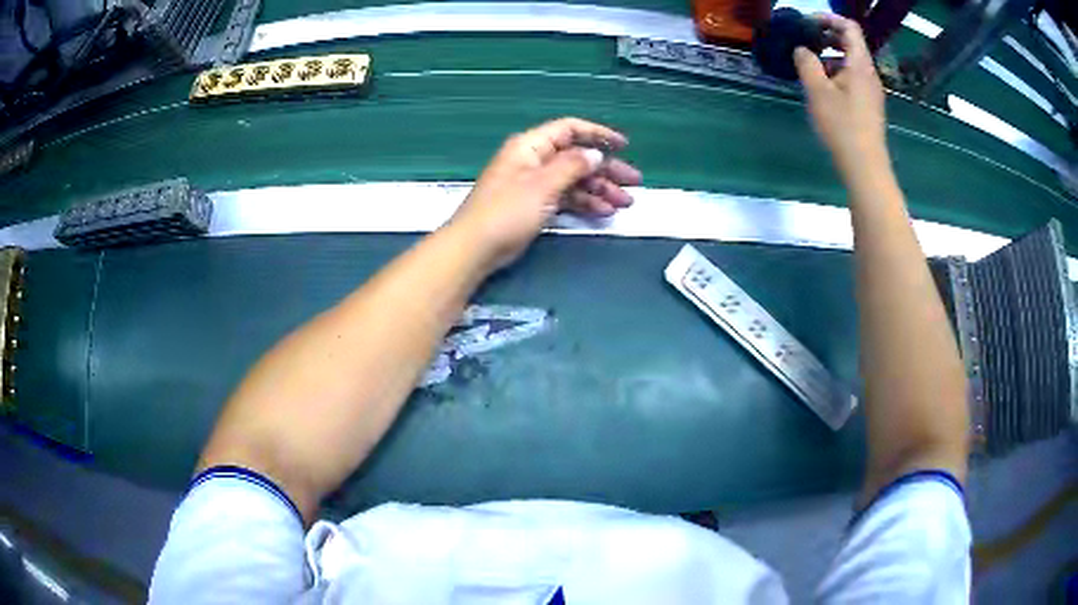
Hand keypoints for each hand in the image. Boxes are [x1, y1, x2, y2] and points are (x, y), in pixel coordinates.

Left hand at [449, 117, 641, 269]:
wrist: (475, 248)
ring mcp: (534, 184)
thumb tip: (595, 153)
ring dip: (599, 189)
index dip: (598, 134)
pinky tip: (603, 212)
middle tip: (633, 183)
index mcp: (531, 146)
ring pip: (574, 179)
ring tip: (624, 204)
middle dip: (606, 169)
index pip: (569, 130)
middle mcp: (534, 160)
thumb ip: (572, 166)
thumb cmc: (507, 211)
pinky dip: (584, 203)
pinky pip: (565, 197)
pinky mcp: (534, 205)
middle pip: (576, 157)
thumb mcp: (543, 185)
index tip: (624, 146)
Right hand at [794, 15, 887, 176]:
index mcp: (860, 64)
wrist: (865, 166)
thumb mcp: (817, 90)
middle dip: (827, 37)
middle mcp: (869, 73)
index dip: (828, 19)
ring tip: (809, 66)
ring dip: (830, 56)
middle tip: (805, 41)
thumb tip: (801, 49)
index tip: (808, 23)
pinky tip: (822, 87)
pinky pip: (853, 78)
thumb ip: (806, 63)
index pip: (849, 27)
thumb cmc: (842, 125)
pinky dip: (836, 73)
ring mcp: (871, 90)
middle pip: (851, 43)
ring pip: (851, 62)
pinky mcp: (869, 105)